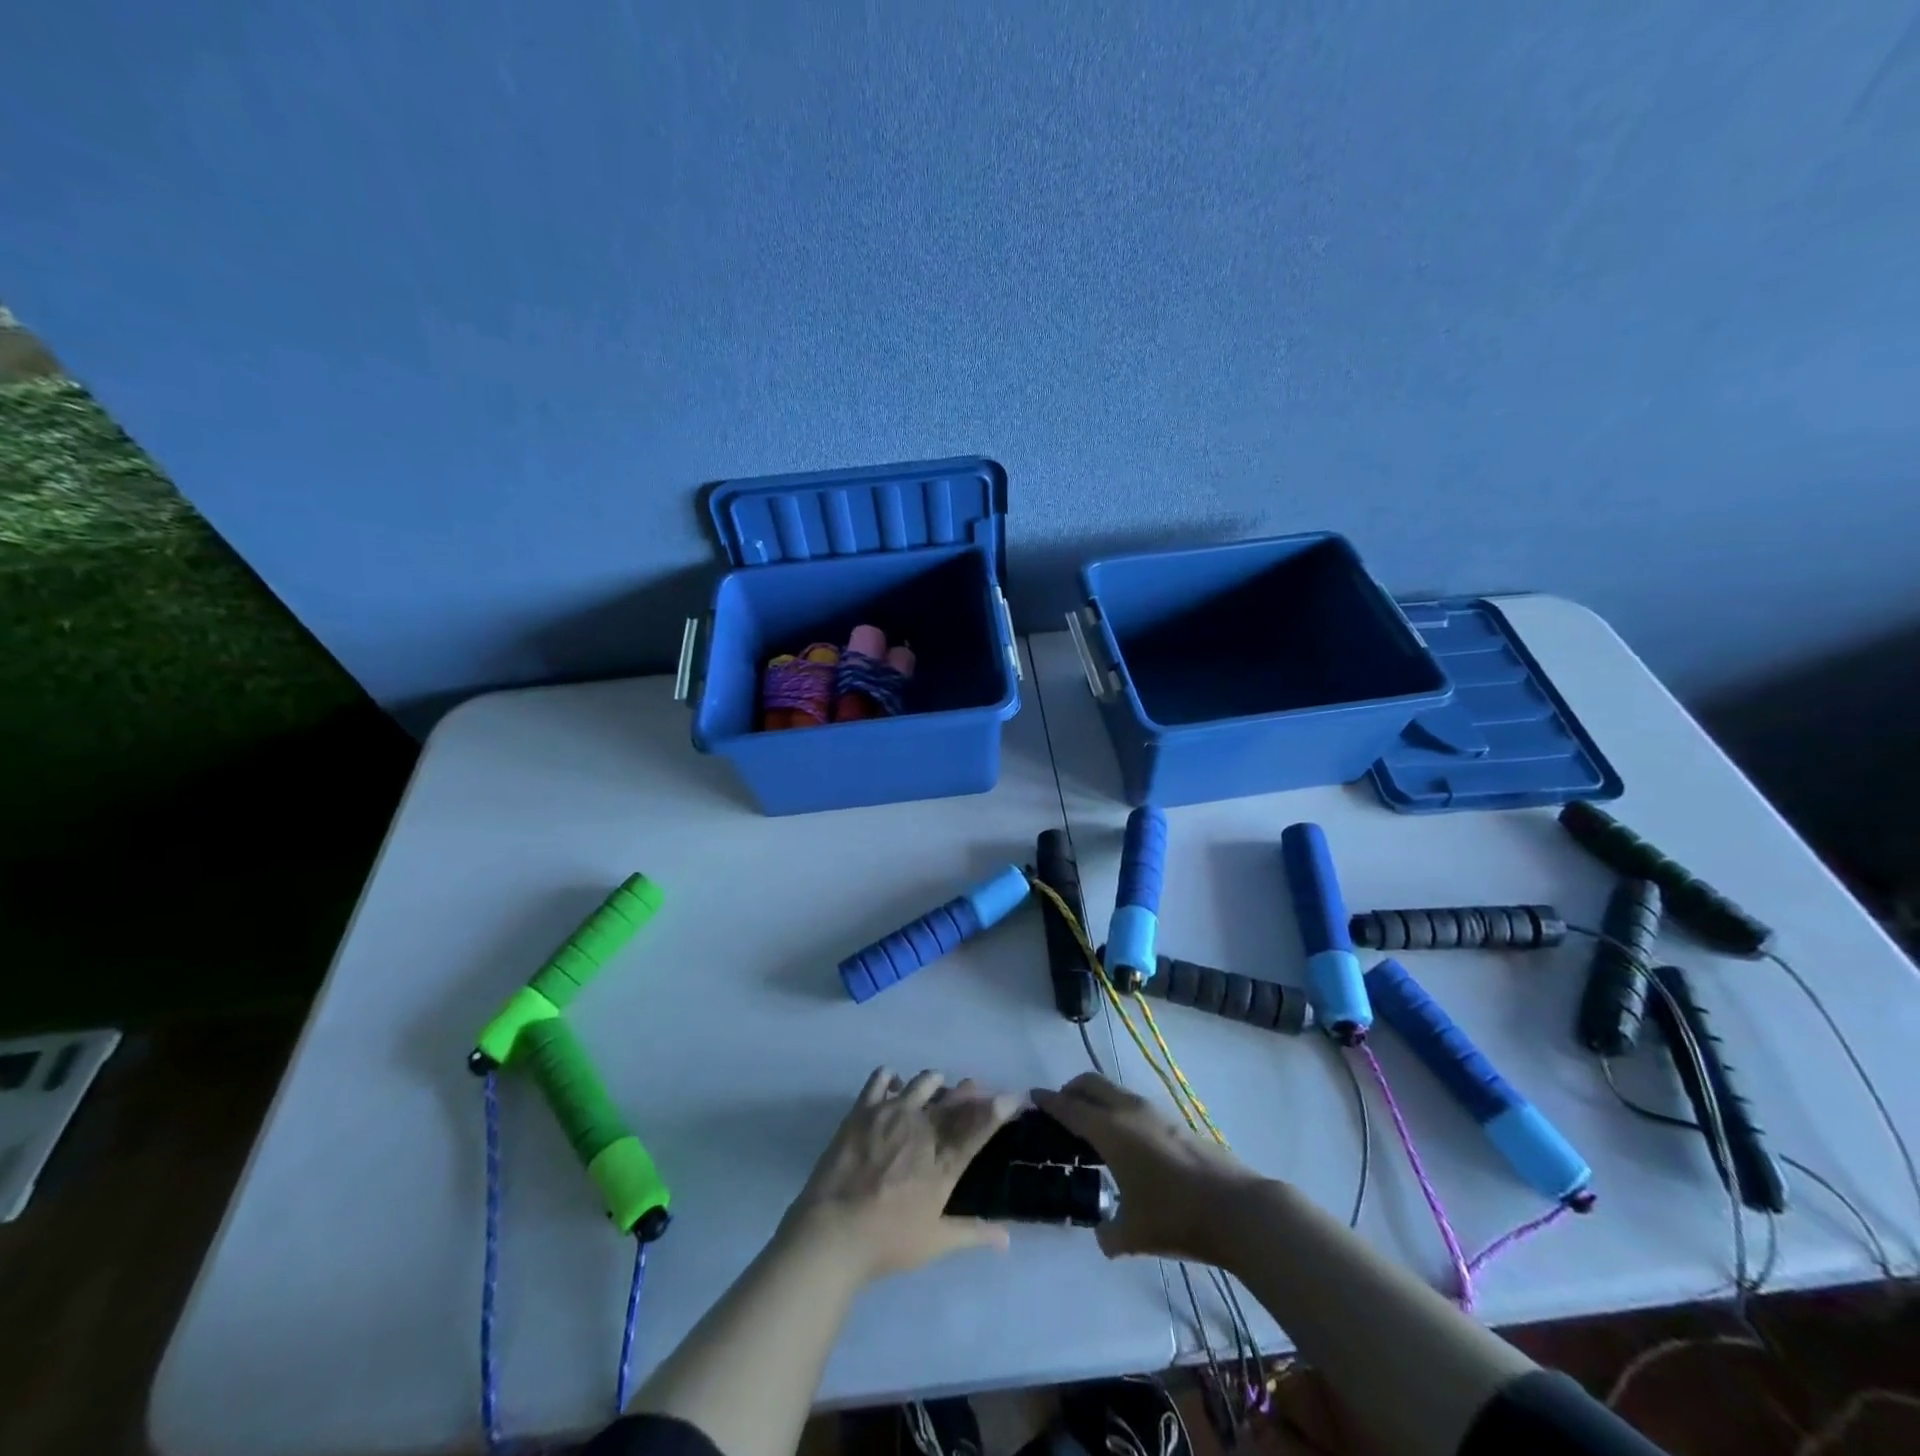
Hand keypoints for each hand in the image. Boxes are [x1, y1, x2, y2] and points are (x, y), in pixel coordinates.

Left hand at [781, 1068, 1019, 1282]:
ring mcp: (893, 1113)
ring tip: (935, 1086)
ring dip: (934, 1082)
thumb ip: (972, 1234)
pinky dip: (891, 1078)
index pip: (981, 1125)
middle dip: (969, 1091)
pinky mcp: (864, 1109)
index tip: (1014, 1096)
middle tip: (973, 1089)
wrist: (833, 1233)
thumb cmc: (887, 1242)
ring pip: (923, 1082)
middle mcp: (924, 1128)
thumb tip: (1007, 1240)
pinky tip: (893, 1086)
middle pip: (955, 1099)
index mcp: (944, 1161)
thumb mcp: (934, 1243)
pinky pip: (881, 1079)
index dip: (1001, 1107)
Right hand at [1033, 1072, 1264, 1262]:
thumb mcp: (1133, 1234)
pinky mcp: (1174, 1121)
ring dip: (1097, 1099)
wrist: (1237, 1208)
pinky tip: (1125, 1142)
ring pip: (1114, 1091)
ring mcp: (1154, 1112)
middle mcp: (1128, 1110)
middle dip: (1071, 1090)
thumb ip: (1108, 1233)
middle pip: (1091, 1083)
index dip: (1048, 1101)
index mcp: (1109, 1130)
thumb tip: (1102, 1234)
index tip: (1032, 1096)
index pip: (1069, 1107)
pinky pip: (1134, 1105)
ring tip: (1092, 1127)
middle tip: (1060, 1109)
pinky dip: (1118, 1111)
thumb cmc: (1175, 1217)